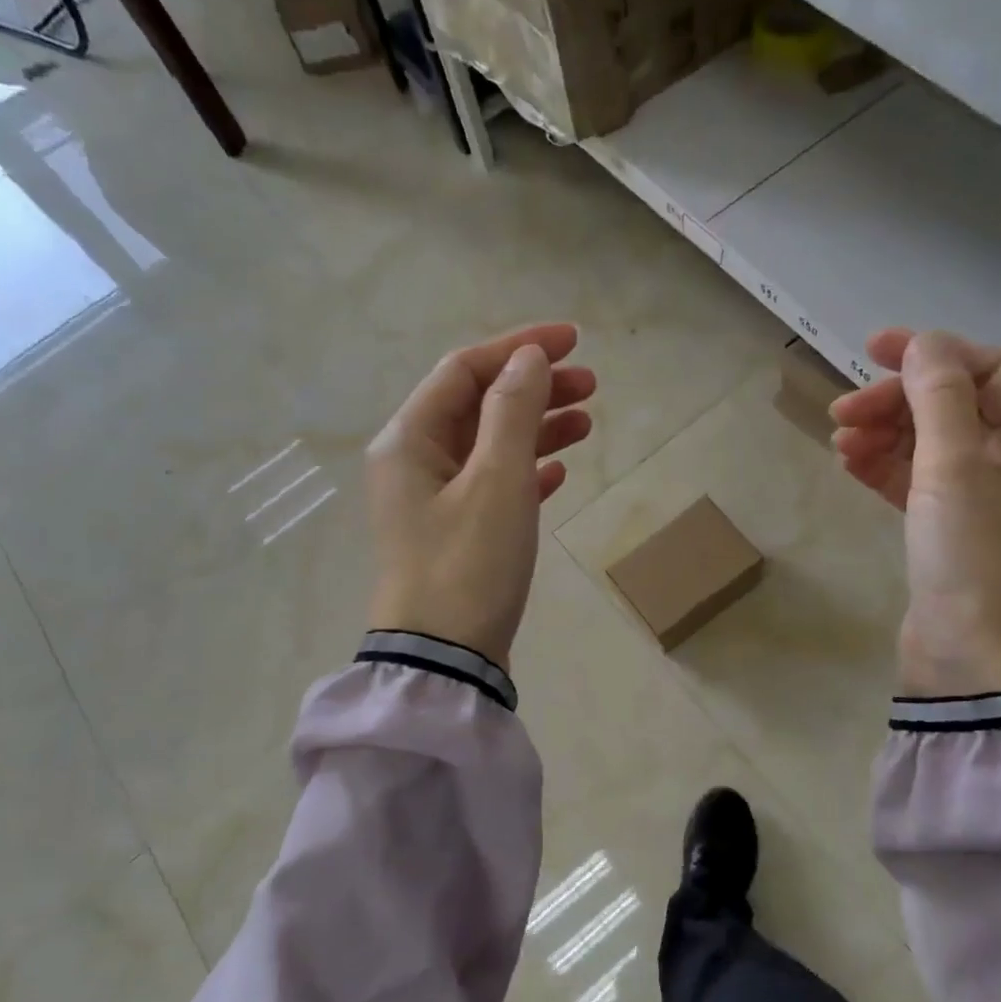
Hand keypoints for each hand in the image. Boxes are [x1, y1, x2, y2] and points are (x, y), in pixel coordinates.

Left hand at [366, 323, 596, 669]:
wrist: (445, 660)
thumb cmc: (468, 564)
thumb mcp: (497, 481)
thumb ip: (513, 411)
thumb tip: (528, 358)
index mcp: (409, 439)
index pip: (465, 369)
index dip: (519, 348)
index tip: (573, 341)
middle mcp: (413, 462)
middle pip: (477, 404)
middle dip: (534, 387)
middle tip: (591, 384)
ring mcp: (432, 500)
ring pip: (489, 444)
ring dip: (536, 427)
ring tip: (587, 422)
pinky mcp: (454, 533)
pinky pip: (492, 483)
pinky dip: (526, 470)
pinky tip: (560, 471)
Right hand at [830, 329, 1000, 696]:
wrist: (975, 664)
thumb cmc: (976, 562)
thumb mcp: (955, 471)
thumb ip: (940, 399)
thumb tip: (925, 343)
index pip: (993, 371)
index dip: (935, 354)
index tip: (872, 352)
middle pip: (957, 407)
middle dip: (898, 402)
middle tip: (841, 411)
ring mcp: (990, 502)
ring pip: (933, 445)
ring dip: (886, 434)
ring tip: (838, 440)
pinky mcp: (954, 532)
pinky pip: (920, 482)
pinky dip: (886, 468)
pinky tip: (849, 463)